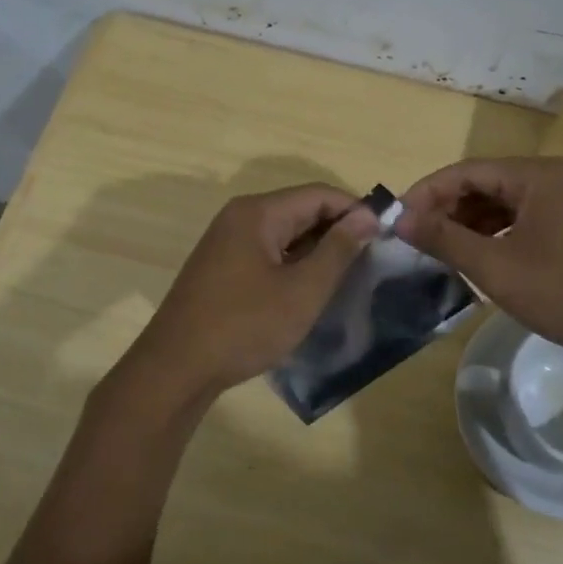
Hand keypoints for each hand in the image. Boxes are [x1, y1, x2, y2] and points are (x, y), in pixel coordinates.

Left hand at [124, 183, 378, 400]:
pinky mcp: (221, 267)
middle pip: (300, 210)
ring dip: (316, 250)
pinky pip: (267, 253)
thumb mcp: (302, 291)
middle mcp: (240, 217)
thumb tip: (368, 216)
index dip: (356, 211)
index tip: (386, 237)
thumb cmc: (244, 326)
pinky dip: (293, 264)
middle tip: (371, 261)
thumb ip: (338, 250)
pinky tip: (309, 290)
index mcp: (258, 213)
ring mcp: (226, 242)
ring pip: (285, 234)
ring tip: (347, 278)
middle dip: (337, 231)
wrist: (176, 369)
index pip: (319, 194)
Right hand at [396, 156, 562, 364]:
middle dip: (447, 208)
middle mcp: (553, 179)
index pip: (464, 171)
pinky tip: (483, 258)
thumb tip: (398, 218)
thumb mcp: (497, 267)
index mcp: (534, 176)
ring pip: (505, 203)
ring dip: (470, 223)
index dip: (425, 193)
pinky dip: (497, 234)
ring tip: (442, 251)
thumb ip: (445, 239)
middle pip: (485, 183)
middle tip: (417, 239)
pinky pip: (525, 220)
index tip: (396, 221)